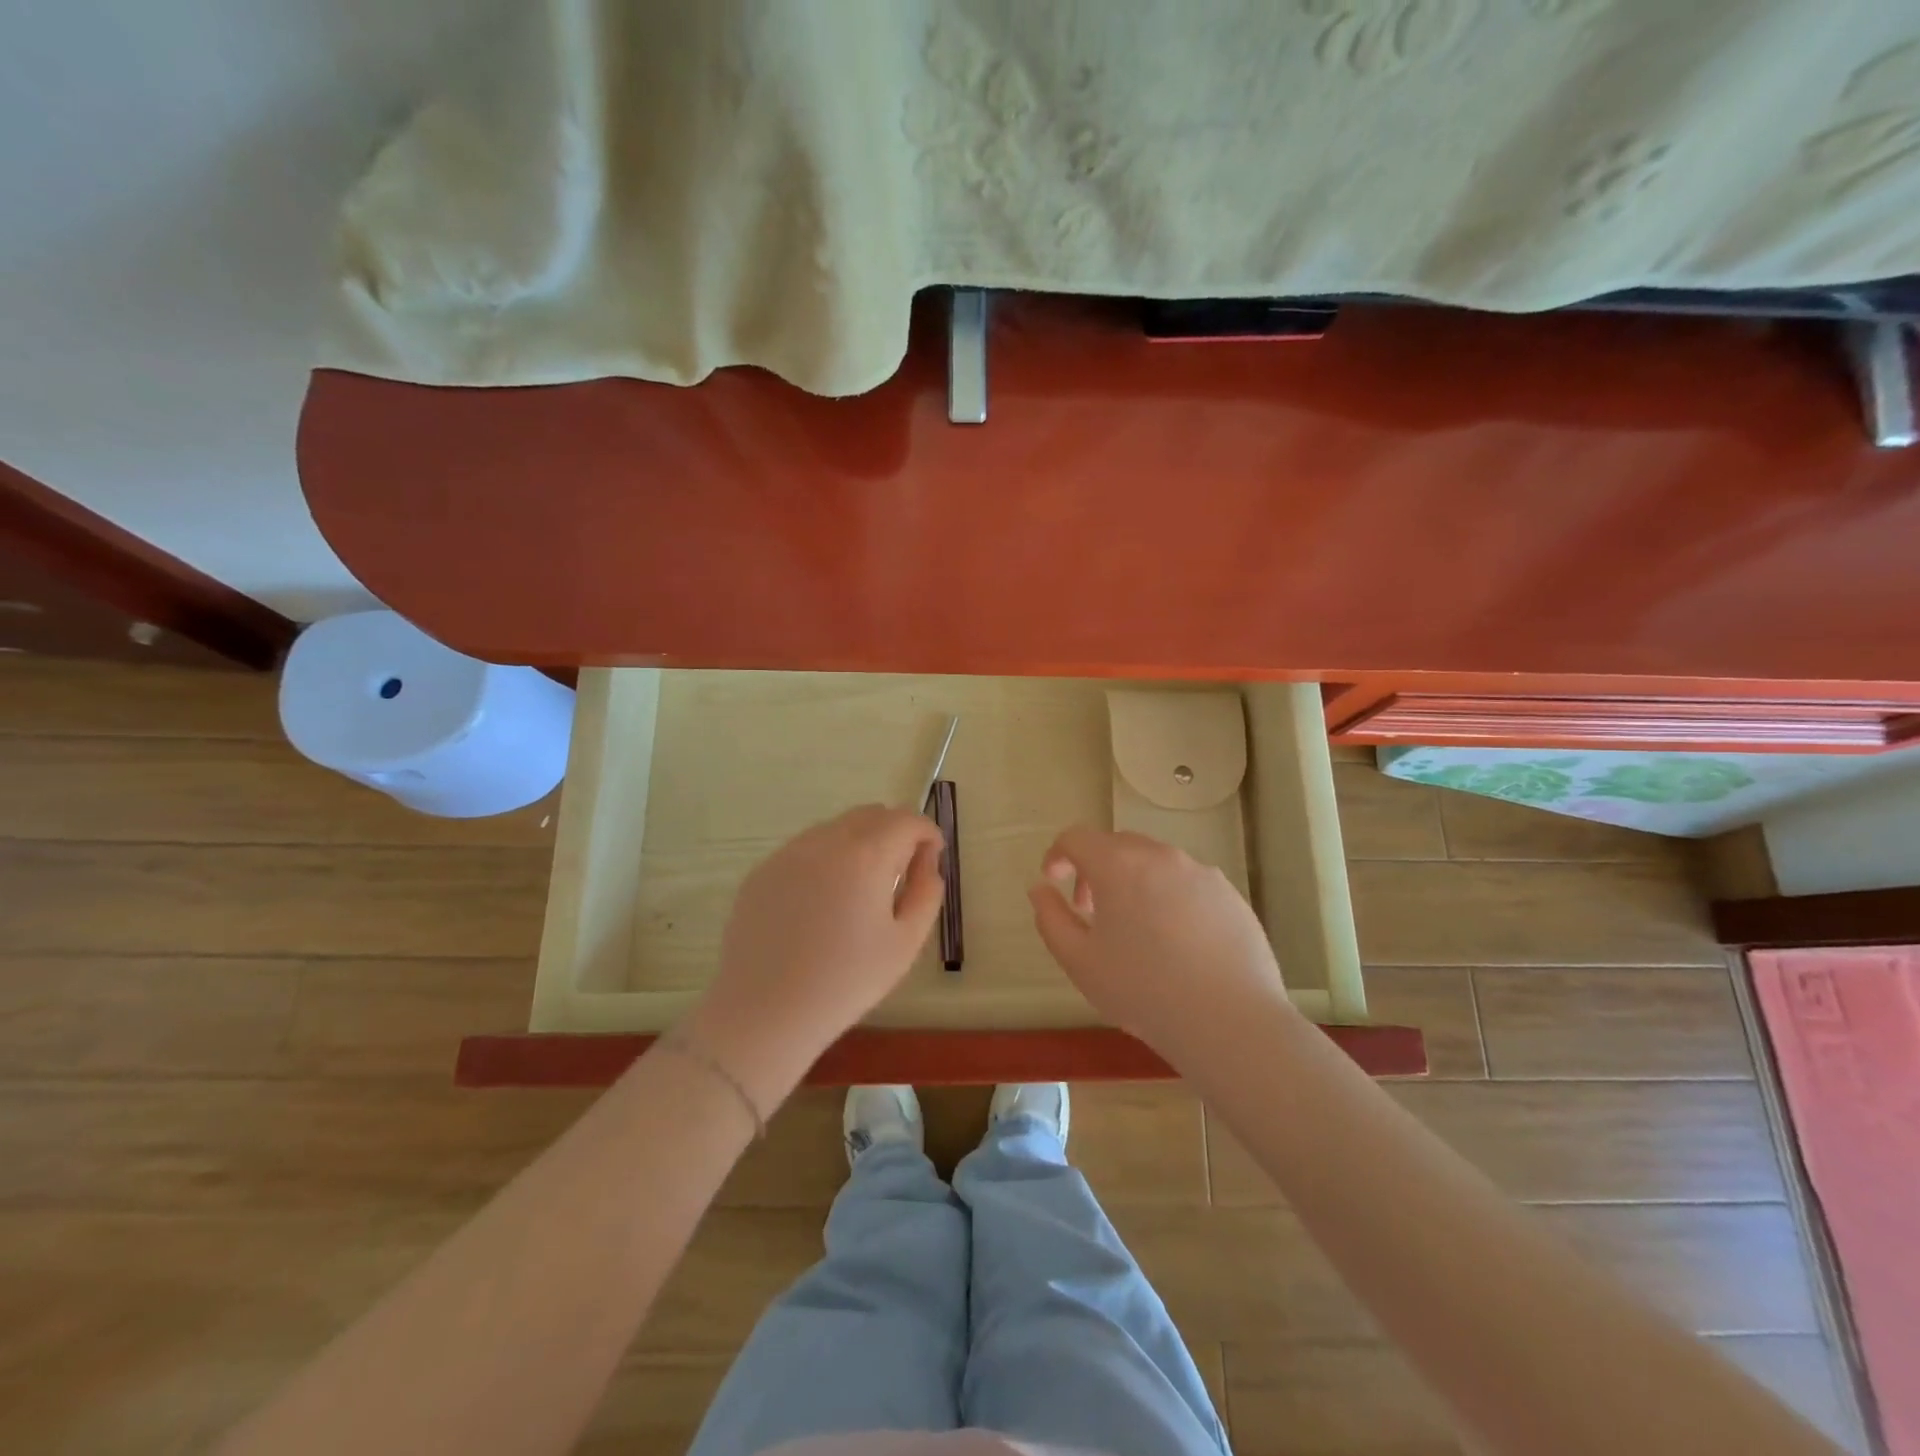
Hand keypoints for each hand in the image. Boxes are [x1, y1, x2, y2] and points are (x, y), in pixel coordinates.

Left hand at [684, 806, 944, 1107]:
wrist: (763, 1012)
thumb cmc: (845, 982)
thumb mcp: (905, 943)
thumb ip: (927, 892)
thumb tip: (927, 863)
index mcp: (865, 855)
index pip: (906, 820)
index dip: (928, 833)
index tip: (932, 858)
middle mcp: (825, 840)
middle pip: (871, 814)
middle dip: (895, 833)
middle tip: (901, 873)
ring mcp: (788, 852)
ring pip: (836, 828)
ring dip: (860, 842)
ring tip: (860, 890)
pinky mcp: (763, 870)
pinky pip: (806, 848)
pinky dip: (826, 859)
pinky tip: (821, 903)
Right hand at [1029, 827, 1289, 1063]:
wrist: (1230, 1020)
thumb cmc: (1143, 990)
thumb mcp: (1079, 961)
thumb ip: (1050, 918)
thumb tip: (1040, 889)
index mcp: (1118, 864)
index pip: (1077, 837)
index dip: (1057, 855)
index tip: (1053, 882)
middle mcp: (1160, 855)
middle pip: (1117, 845)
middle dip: (1095, 869)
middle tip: (1090, 911)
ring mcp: (1201, 872)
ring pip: (1154, 863)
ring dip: (1133, 882)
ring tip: (1135, 930)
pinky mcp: (1230, 894)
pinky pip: (1187, 883)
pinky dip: (1169, 898)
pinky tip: (1176, 942)